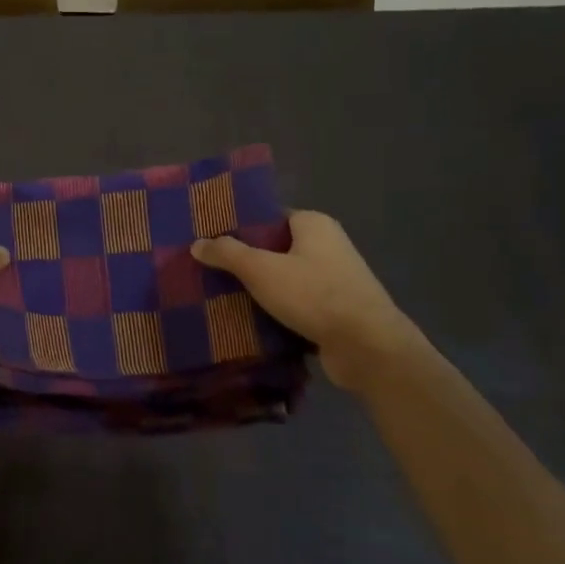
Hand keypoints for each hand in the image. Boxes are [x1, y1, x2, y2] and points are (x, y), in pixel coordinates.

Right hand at [192, 211, 416, 390]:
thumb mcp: (261, 270)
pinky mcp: (335, 309)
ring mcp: (334, 279)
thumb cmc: (314, 295)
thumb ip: (227, 253)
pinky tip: (248, 319)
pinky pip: (296, 303)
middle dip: (245, 260)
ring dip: (259, 288)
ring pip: (285, 277)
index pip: (269, 217)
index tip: (211, 240)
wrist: (367, 346)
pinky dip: (276, 309)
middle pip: (275, 248)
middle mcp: (327, 245)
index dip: (240, 227)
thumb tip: (197, 243)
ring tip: (221, 295)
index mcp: (314, 224)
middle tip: (209, 269)